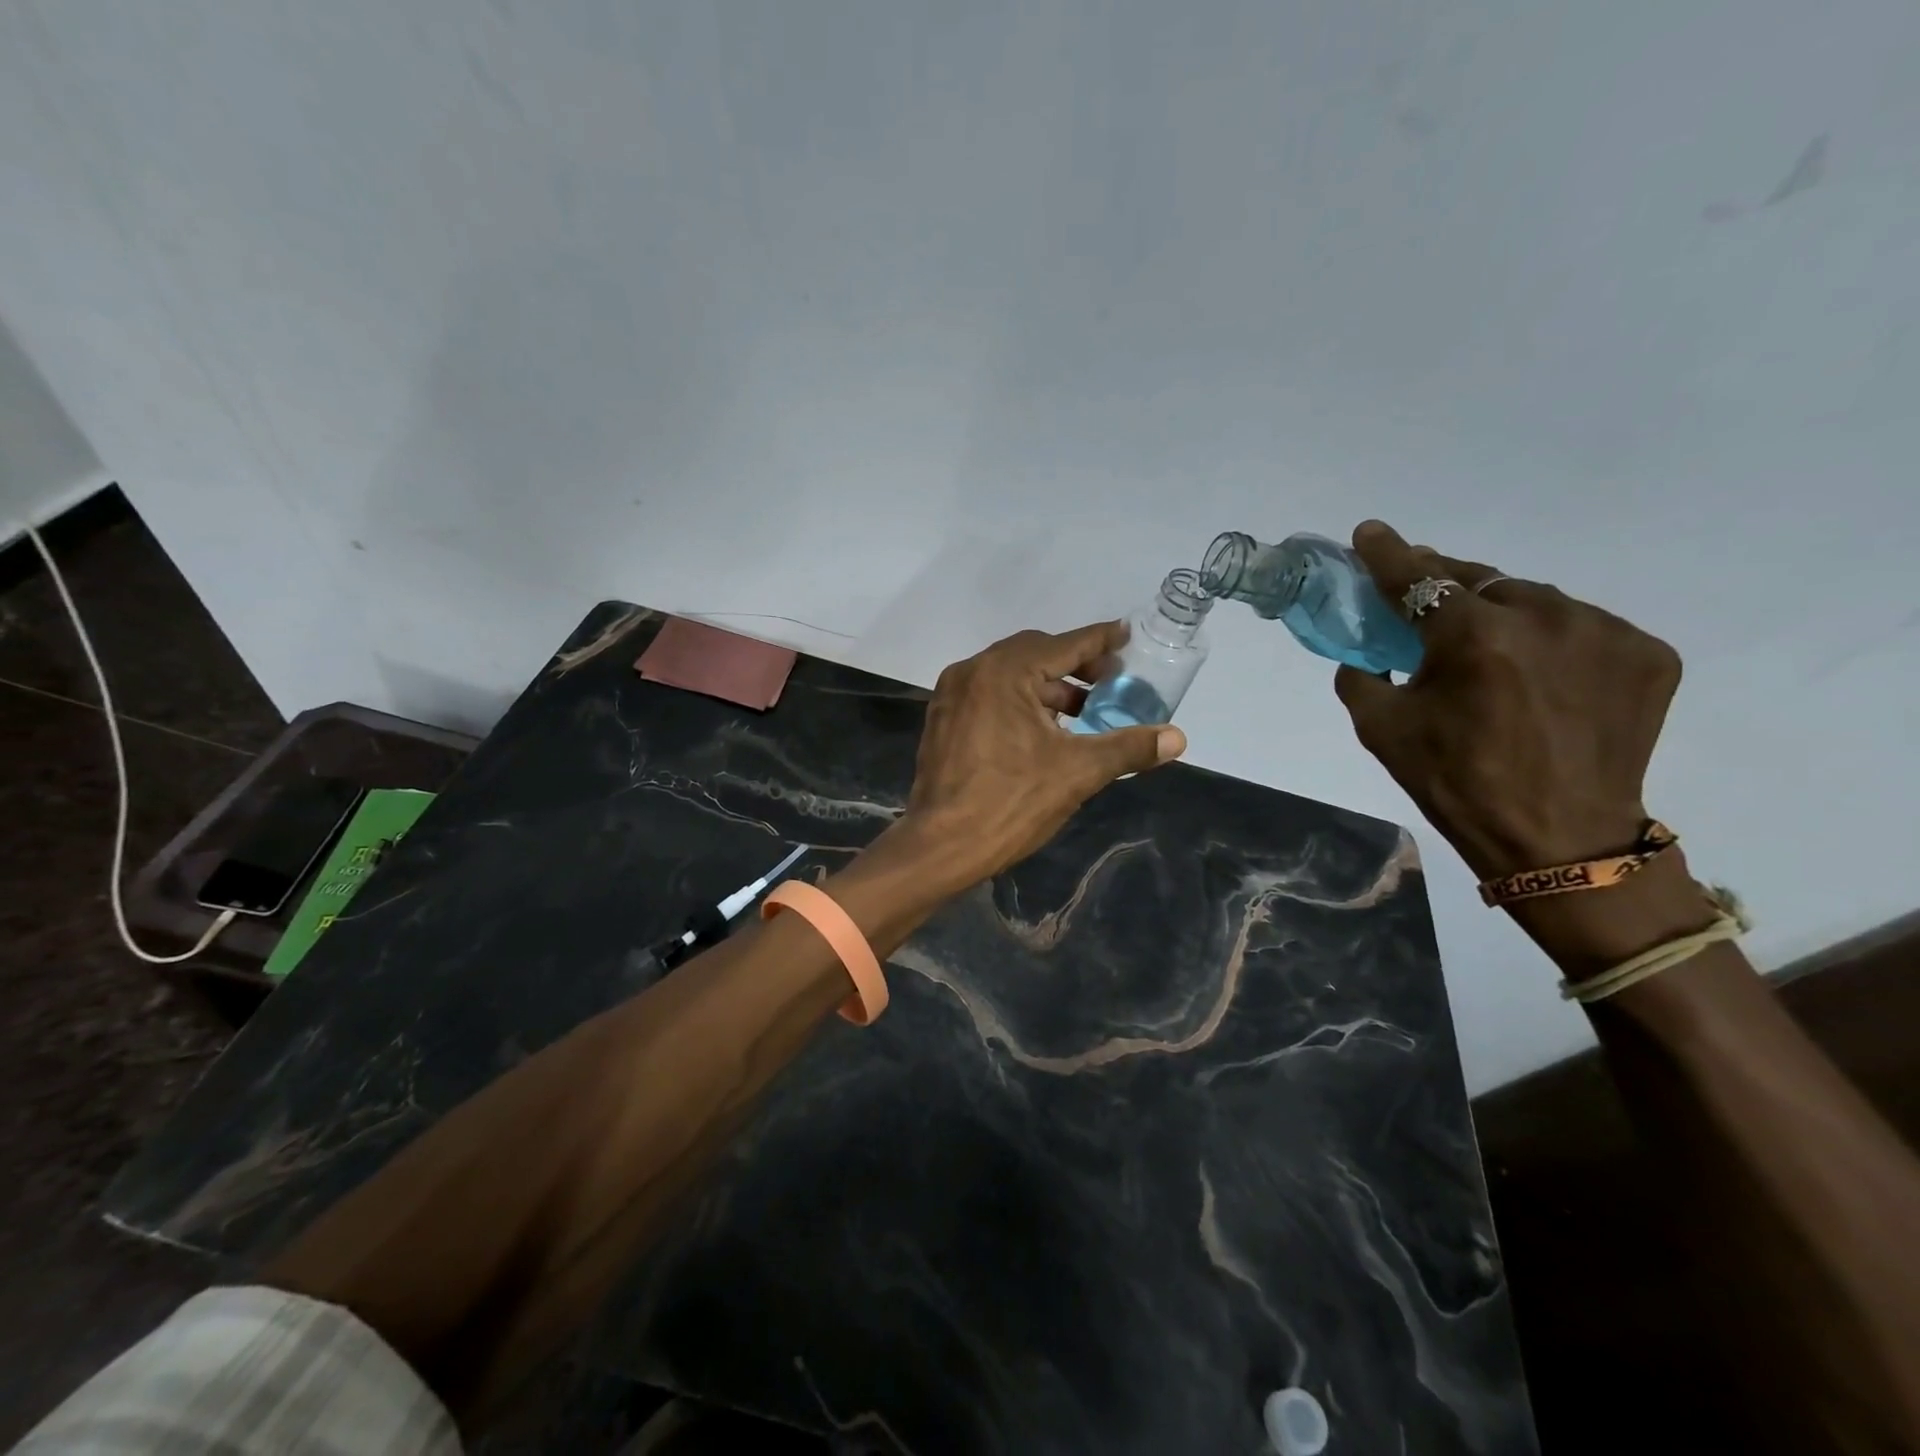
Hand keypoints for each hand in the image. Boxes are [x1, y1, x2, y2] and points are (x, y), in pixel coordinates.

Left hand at [896, 623, 1186, 886]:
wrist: (941, 847)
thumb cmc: (1010, 802)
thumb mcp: (1077, 773)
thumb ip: (1128, 748)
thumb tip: (1177, 738)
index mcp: (1002, 672)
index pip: (1063, 645)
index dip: (1100, 640)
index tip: (1127, 636)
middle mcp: (972, 672)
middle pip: (1034, 654)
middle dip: (1075, 666)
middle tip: (1110, 682)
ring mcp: (952, 696)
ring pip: (1010, 677)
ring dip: (1048, 687)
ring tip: (1083, 712)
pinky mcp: (944, 721)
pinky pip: (990, 696)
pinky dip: (1021, 702)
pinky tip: (1044, 731)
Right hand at [1332, 520, 1682, 882]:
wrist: (1557, 839)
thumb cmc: (1455, 783)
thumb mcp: (1381, 730)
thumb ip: (1360, 676)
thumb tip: (1364, 653)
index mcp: (1473, 637)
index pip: (1418, 579)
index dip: (1387, 554)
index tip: (1370, 533)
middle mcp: (1544, 617)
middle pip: (1481, 579)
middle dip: (1447, 586)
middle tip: (1426, 602)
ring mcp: (1604, 631)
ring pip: (1535, 601)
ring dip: (1503, 614)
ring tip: (1491, 652)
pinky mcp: (1647, 653)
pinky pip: (1583, 627)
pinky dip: (1552, 641)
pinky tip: (1542, 676)